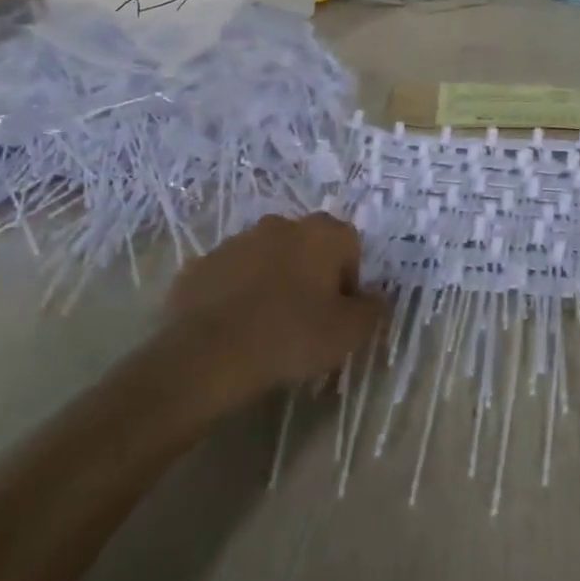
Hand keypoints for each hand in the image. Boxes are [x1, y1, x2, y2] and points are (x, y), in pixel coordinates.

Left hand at [166, 214, 385, 404]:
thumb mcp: (349, 333)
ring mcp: (236, 241)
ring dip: (272, 282)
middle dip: (310, 276)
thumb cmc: (291, 337)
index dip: (349, 281)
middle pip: (307, 248)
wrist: (207, 355)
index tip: (338, 315)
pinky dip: (236, 294)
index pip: (349, 246)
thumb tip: (378, 297)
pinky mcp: (201, 264)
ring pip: (267, 259)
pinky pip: (231, 276)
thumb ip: (374, 309)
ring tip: (267, 327)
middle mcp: (280, 225)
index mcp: (321, 233)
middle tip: (306, 320)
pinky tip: (234, 329)